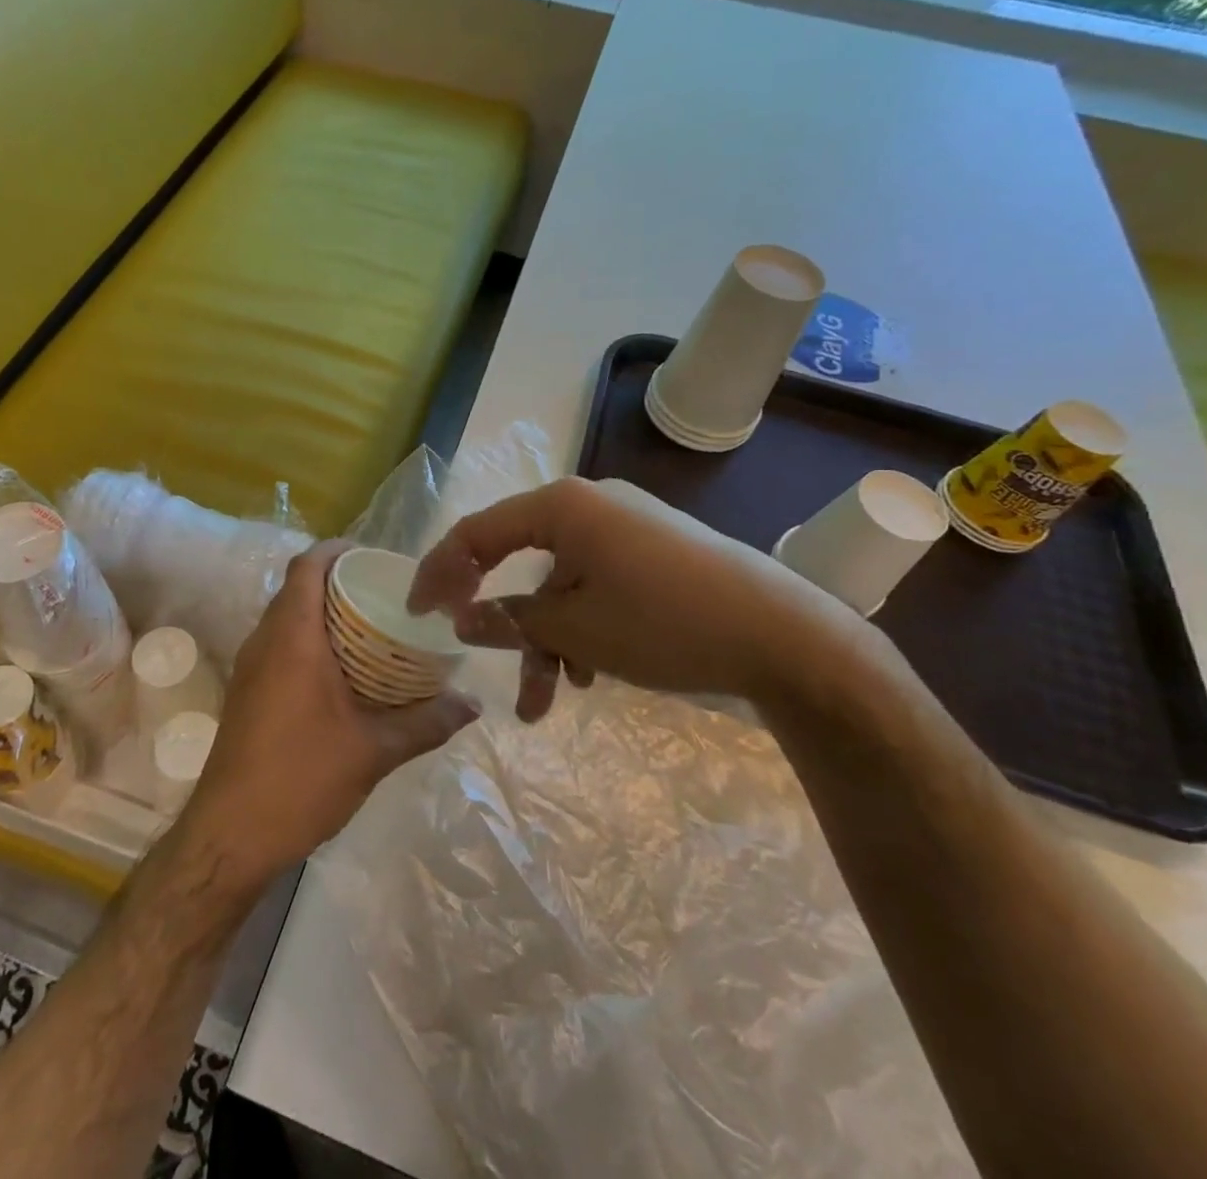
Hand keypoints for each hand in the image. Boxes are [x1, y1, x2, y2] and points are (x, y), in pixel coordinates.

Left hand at [179, 539, 479, 887]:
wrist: (231, 836)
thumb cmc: (301, 778)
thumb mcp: (374, 750)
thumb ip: (427, 722)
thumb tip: (473, 705)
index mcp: (292, 637)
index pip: (306, 566)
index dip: (337, 550)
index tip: (374, 557)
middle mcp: (264, 641)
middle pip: (298, 588)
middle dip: (339, 582)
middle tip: (386, 594)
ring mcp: (250, 668)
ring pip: (287, 618)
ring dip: (324, 614)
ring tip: (373, 629)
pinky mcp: (247, 693)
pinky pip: (280, 646)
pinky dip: (310, 642)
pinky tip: (344, 673)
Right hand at [408, 477, 870, 720]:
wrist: (788, 637)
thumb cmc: (664, 623)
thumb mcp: (573, 629)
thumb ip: (508, 621)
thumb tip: (462, 618)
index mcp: (562, 506)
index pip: (477, 532)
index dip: (440, 572)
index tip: (418, 614)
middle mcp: (589, 505)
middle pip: (521, 561)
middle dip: (503, 622)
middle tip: (475, 654)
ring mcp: (626, 529)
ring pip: (560, 584)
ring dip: (547, 640)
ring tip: (548, 702)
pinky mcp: (654, 554)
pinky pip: (596, 585)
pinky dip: (582, 627)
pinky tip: (590, 675)